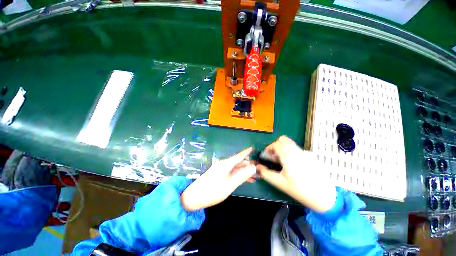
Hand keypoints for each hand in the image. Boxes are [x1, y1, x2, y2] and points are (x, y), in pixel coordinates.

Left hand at [181, 147, 255, 211]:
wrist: (193, 197)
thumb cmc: (212, 191)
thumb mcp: (229, 185)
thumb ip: (242, 176)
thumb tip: (253, 167)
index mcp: (226, 164)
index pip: (239, 156)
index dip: (246, 152)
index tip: (253, 148)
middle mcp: (224, 164)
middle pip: (238, 162)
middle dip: (248, 165)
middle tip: (259, 169)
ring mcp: (221, 169)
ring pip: (235, 168)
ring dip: (244, 171)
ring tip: (255, 176)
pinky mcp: (219, 174)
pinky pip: (231, 172)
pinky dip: (239, 175)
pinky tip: (245, 179)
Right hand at [256, 136, 336, 212]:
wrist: (324, 196)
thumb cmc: (300, 190)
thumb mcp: (280, 183)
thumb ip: (266, 173)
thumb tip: (257, 166)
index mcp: (288, 156)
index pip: (276, 144)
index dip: (269, 148)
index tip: (267, 155)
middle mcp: (296, 151)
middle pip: (283, 139)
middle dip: (275, 145)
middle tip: (274, 156)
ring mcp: (304, 152)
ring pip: (290, 143)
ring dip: (283, 147)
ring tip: (282, 159)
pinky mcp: (310, 156)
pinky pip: (296, 148)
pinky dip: (290, 150)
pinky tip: (292, 163)